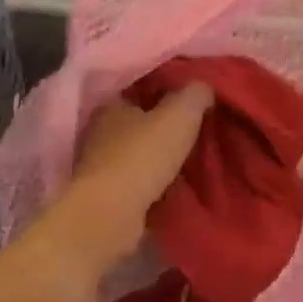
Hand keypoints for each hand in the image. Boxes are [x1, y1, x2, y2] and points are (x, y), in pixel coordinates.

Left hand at [48, 85, 212, 276]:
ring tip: (187, 160)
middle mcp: (100, 132)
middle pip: (136, 122)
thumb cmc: (142, 156)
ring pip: (135, 153)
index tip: (189, 99)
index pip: (139, 89)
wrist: (111, 215)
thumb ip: (195, 95)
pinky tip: (172, 186)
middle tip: (193, 130)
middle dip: (160, 127)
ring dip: (156, 157)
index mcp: (112, 105)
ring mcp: (99, 166)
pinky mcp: (104, 196)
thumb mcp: (180, 115)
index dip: (164, 91)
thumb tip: (203, 87)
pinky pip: (134, 181)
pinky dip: (151, 182)